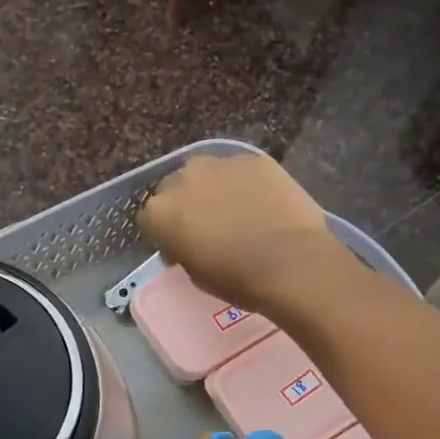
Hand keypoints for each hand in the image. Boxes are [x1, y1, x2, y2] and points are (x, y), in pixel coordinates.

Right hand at [139, 155, 347, 315]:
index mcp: (159, 211)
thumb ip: (181, 248)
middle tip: (208, 225)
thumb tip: (187, 240)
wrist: (290, 263)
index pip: (150, 218)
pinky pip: (241, 170)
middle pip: (175, 188)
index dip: (165, 232)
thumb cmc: (236, 279)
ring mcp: (219, 163)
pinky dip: (246, 184)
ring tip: (237, 210)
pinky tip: (263, 203)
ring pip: (207, 173)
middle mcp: (182, 178)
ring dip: (214, 188)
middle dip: (187, 204)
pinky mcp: (253, 159)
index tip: (180, 244)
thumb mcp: (194, 274)